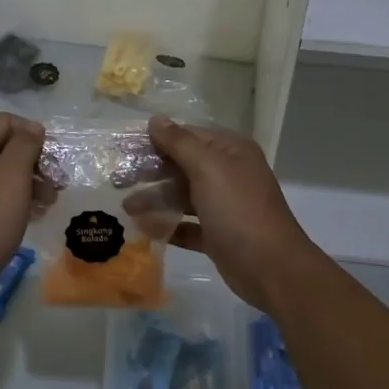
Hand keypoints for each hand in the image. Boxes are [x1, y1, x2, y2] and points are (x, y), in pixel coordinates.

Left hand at [0, 112, 45, 308]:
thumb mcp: (11, 175)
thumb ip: (25, 145)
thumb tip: (32, 128)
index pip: (4, 122)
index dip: (33, 134)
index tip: (53, 159)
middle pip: (2, 148)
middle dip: (33, 162)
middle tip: (57, 185)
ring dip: (28, 184)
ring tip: (48, 204)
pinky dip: (14, 202)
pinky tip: (30, 217)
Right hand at [137, 116, 319, 315]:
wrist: (271, 268)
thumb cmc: (239, 210)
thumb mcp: (208, 169)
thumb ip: (180, 143)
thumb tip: (155, 119)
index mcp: (230, 152)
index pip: (186, 136)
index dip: (154, 141)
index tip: (122, 149)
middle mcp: (228, 174)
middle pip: (182, 166)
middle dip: (151, 172)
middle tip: (117, 181)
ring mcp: (224, 206)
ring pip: (183, 196)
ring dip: (156, 199)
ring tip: (127, 208)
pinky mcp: (218, 235)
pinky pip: (188, 225)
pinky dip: (168, 225)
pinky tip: (145, 228)